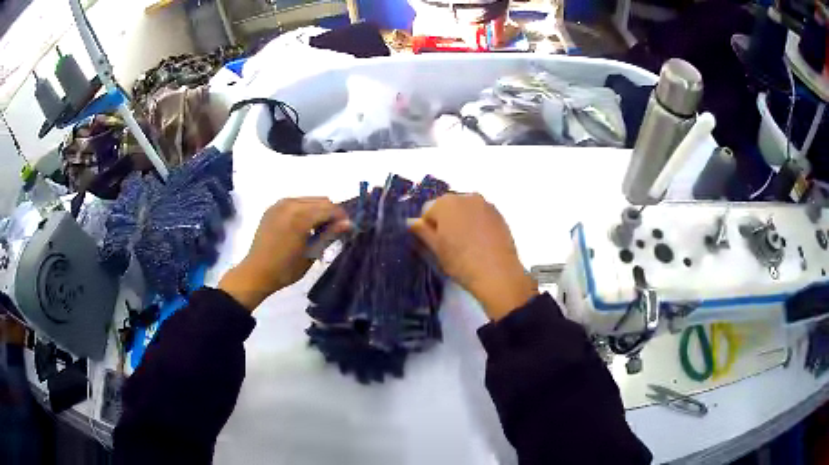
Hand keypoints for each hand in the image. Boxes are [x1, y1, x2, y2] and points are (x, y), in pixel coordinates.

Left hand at [219, 197, 348, 310]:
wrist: (257, 273)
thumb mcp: (311, 253)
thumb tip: (348, 223)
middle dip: (330, 213)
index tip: (348, 230)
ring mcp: (280, 204)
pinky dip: (304, 211)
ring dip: (317, 211)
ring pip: (308, 200)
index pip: (330, 209)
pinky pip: (295, 203)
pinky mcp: (273, 208)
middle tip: (334, 231)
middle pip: (320, 201)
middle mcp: (290, 204)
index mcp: (301, 216)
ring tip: (318, 230)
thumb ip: (330, 235)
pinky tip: (303, 227)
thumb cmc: (286, 269)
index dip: (342, 218)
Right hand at [410, 193, 536, 320]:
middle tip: (450, 244)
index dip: (428, 228)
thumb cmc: (461, 261)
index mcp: (446, 202)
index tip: (435, 244)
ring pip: (466, 209)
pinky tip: (480, 243)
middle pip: (448, 206)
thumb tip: (410, 222)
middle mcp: (466, 196)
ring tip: (467, 244)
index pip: (428, 211)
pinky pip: (481, 215)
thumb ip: (422, 231)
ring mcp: (485, 204)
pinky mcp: (499, 214)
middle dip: (446, 221)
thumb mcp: (436, 249)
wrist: (497, 273)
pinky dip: (477, 223)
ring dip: (462, 221)